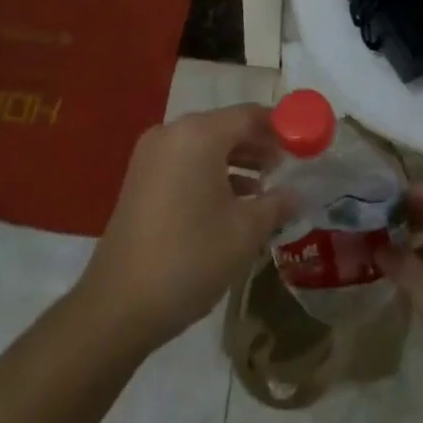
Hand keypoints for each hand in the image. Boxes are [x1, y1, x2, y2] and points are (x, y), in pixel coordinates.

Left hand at [76, 104, 295, 352]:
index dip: (281, 128)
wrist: (118, 306)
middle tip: (288, 169)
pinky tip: (232, 203)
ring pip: (205, 146)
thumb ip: (276, 204)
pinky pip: (186, 162)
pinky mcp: (141, 179)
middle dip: (259, 146)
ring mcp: (152, 155)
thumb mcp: (245, 232)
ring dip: (237, 162)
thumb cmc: (189, 258)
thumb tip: (297, 194)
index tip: (305, 146)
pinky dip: (211, 173)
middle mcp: (173, 133)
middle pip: (226, 127)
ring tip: (266, 189)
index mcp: (199, 134)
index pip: (250, 115)